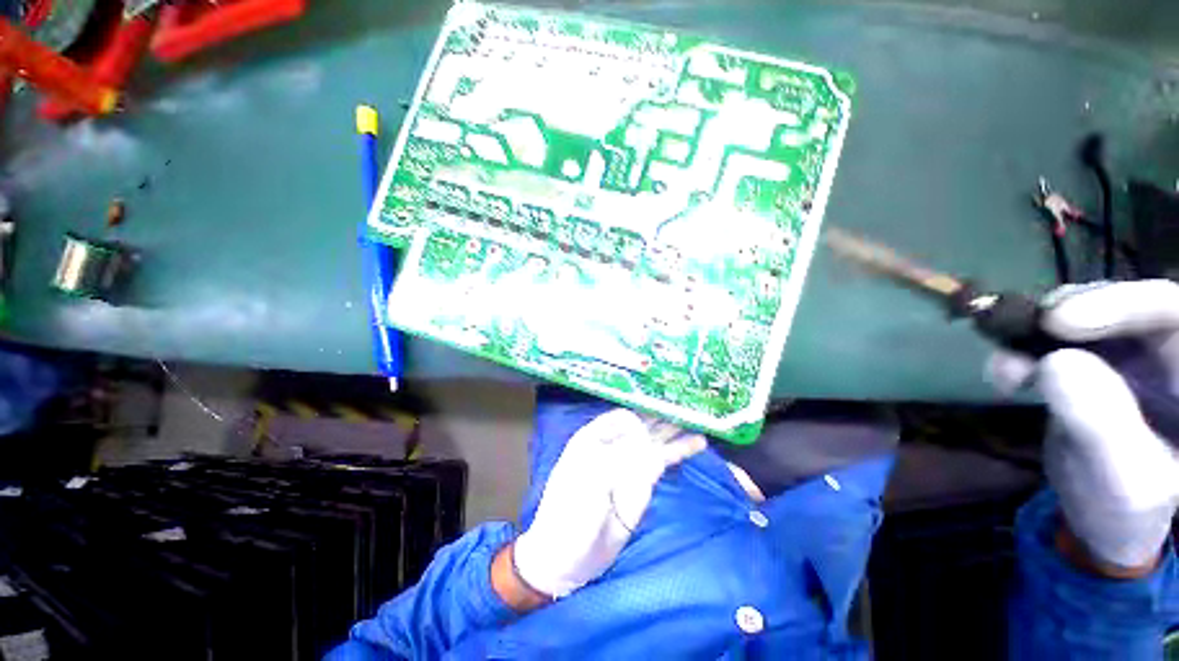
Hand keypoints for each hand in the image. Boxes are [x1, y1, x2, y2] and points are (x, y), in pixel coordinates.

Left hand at [510, 409, 705, 598]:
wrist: (567, 556)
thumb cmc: (567, 514)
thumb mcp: (585, 482)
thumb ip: (613, 456)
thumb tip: (639, 434)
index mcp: (593, 437)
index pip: (621, 415)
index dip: (641, 408)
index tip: (662, 403)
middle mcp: (614, 444)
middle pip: (642, 422)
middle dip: (663, 412)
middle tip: (689, 401)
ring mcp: (630, 463)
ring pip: (656, 439)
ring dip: (676, 428)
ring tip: (700, 416)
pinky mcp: (643, 482)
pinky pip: (663, 460)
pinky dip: (680, 450)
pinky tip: (697, 441)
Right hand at [991, 280, 1178, 571]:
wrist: (1105, 525)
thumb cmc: (1127, 512)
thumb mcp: (1122, 480)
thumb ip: (1101, 423)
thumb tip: (1053, 362)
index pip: (1171, 310)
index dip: (1122, 302)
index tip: (1059, 321)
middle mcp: (1167, 354)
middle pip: (1125, 304)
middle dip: (1071, 312)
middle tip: (1023, 334)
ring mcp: (1130, 357)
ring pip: (1083, 316)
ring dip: (1036, 334)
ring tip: (1005, 369)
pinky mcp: (1093, 364)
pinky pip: (1054, 340)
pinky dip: (1023, 349)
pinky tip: (1006, 374)